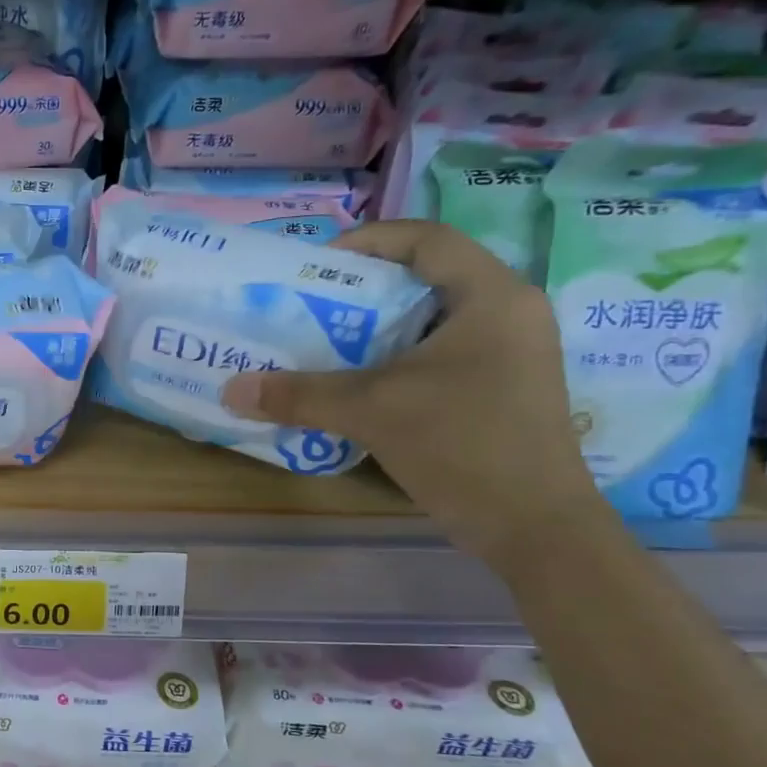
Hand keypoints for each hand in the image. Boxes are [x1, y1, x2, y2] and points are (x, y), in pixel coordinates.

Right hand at [220, 220, 609, 566]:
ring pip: (433, 319)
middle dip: (364, 289)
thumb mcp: (372, 412)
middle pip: (427, 277)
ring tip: (327, 345)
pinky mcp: (505, 387)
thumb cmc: (462, 446)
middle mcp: (509, 312)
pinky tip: (362, 385)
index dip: (367, 240)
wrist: (535, 528)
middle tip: (311, 307)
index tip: (316, 265)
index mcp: (491, 296)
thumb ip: (300, 395)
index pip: (426, 239)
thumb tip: (231, 390)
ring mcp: (512, 352)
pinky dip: (399, 359)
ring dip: (378, 328)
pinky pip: (443, 353)